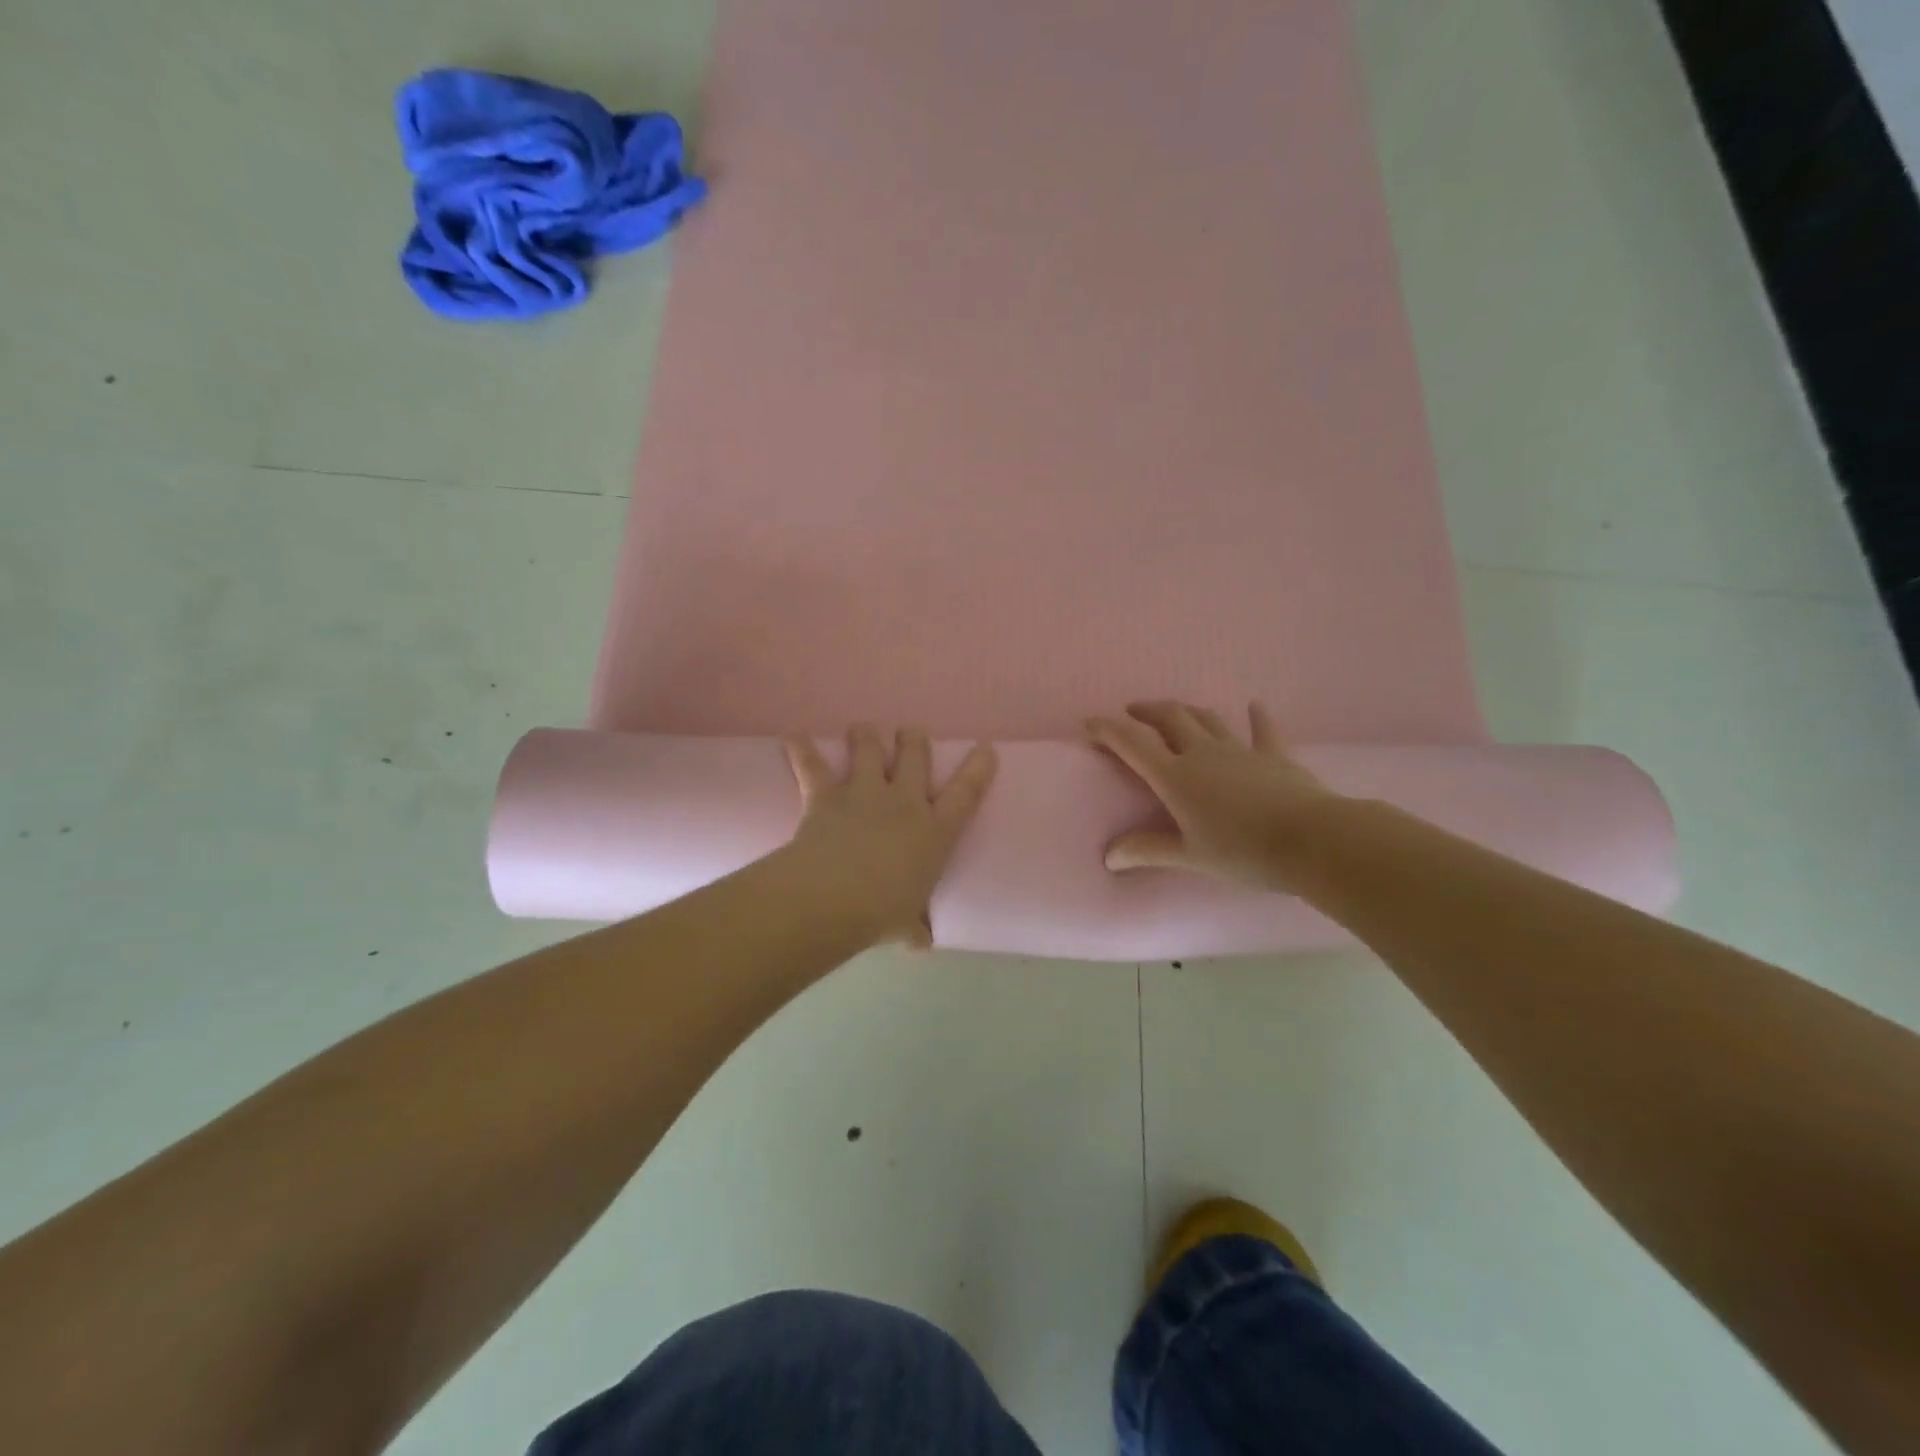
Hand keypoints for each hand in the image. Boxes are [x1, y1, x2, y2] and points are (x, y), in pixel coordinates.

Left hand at [784, 725, 997, 947]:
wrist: (833, 897)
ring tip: (863, 728)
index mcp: (934, 831)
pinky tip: (793, 736)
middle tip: (910, 733)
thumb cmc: (881, 913)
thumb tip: (922, 943)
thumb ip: (915, 928)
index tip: (985, 749)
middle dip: (913, 740)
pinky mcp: (826, 795)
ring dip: (866, 736)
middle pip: (914, 756)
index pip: (966, 793)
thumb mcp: (905, 924)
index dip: (977, 769)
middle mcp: (903, 802)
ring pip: (868, 748)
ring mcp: (864, 793)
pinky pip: (811, 766)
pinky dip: (800, 749)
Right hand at [1088, 701, 1341, 891]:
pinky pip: (1262, 731)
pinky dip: (1256, 717)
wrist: (1312, 840)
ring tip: (1172, 711)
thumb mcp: (1189, 856)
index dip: (1108, 730)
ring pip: (1207, 719)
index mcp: (1176, 776)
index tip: (1089, 722)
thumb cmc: (1243, 851)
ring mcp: (1240, 750)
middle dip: (1145, 711)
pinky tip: (1254, 705)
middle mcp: (1203, 753)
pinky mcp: (1273, 756)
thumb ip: (1148, 850)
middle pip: (1169, 719)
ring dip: (1185, 711)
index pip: (1133, 744)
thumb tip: (1108, 856)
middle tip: (1131, 712)